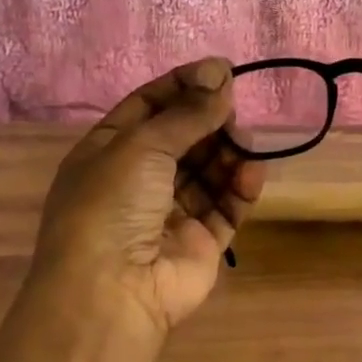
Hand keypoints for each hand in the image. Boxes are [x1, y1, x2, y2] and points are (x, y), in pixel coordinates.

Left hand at [32, 57, 264, 339]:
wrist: (112, 291)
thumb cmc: (112, 205)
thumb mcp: (141, 145)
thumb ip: (186, 113)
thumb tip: (220, 74)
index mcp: (108, 152)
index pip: (149, 107)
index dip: (183, 86)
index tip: (220, 70)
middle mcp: (138, 180)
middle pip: (183, 138)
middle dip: (210, 121)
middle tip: (234, 109)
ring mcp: (170, 213)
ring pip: (208, 171)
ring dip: (229, 153)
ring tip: (245, 144)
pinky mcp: (200, 242)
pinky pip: (225, 207)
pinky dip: (240, 188)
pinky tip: (253, 172)